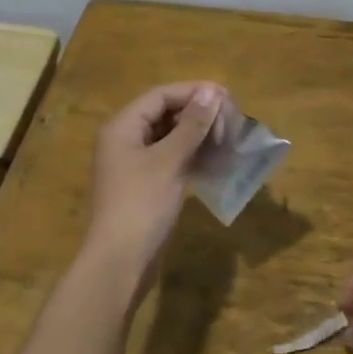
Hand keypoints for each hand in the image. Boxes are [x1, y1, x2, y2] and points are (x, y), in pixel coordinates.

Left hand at [83, 80, 227, 279]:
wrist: (121, 262)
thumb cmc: (141, 205)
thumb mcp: (169, 161)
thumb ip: (192, 125)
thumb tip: (212, 91)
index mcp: (123, 127)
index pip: (161, 96)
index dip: (194, 92)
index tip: (227, 98)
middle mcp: (126, 140)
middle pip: (166, 114)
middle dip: (200, 116)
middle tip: (231, 125)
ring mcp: (136, 164)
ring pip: (172, 138)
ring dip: (200, 137)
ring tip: (229, 142)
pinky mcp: (147, 186)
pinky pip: (173, 160)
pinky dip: (194, 158)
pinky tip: (218, 163)